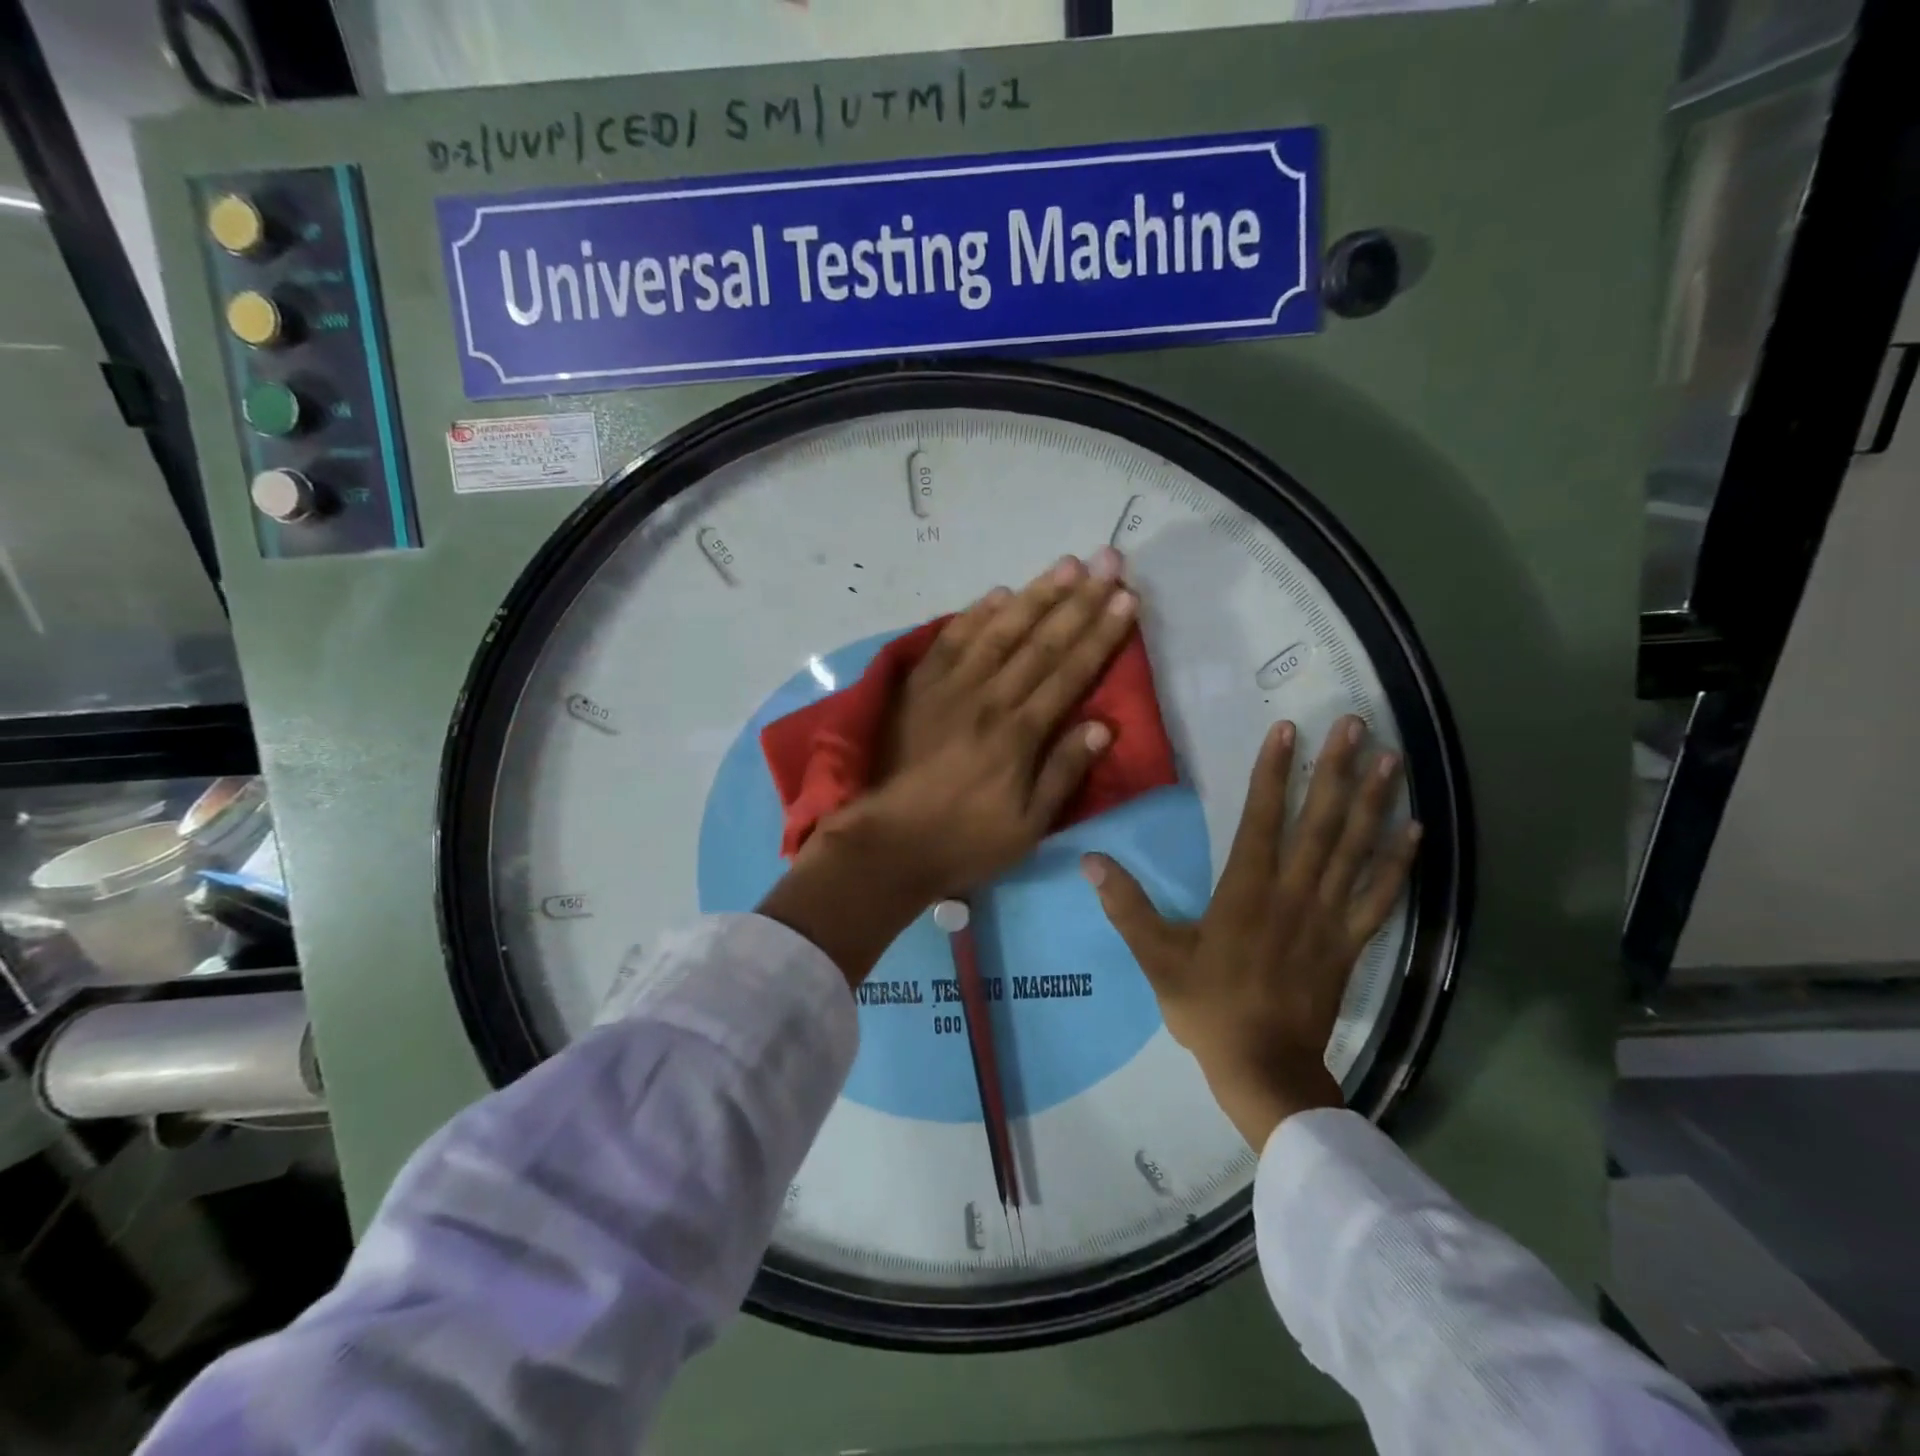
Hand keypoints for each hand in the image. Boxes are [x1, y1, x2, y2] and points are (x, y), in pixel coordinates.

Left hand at [761, 548, 1138, 985]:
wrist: (887, 844)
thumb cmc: (963, 841)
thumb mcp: (1027, 826)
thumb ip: (1062, 772)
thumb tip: (1103, 726)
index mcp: (1019, 733)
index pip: (1070, 672)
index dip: (1101, 634)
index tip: (1126, 599)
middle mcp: (989, 699)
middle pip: (1041, 640)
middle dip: (1080, 599)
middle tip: (1108, 560)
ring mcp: (950, 688)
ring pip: (1000, 630)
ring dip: (1035, 594)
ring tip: (1066, 564)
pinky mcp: (918, 688)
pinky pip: (950, 640)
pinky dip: (976, 614)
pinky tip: (998, 593)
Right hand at [1083, 715, 1420, 1147]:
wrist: (1265, 1069)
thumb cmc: (1208, 1008)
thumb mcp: (1157, 958)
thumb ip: (1126, 907)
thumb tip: (1090, 861)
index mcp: (1246, 891)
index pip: (1262, 817)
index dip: (1274, 772)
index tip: (1288, 729)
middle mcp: (1293, 893)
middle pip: (1320, 821)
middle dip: (1336, 769)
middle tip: (1356, 724)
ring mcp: (1328, 917)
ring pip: (1355, 849)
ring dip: (1373, 801)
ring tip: (1391, 759)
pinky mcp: (1350, 942)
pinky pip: (1380, 896)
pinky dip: (1398, 862)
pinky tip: (1415, 830)